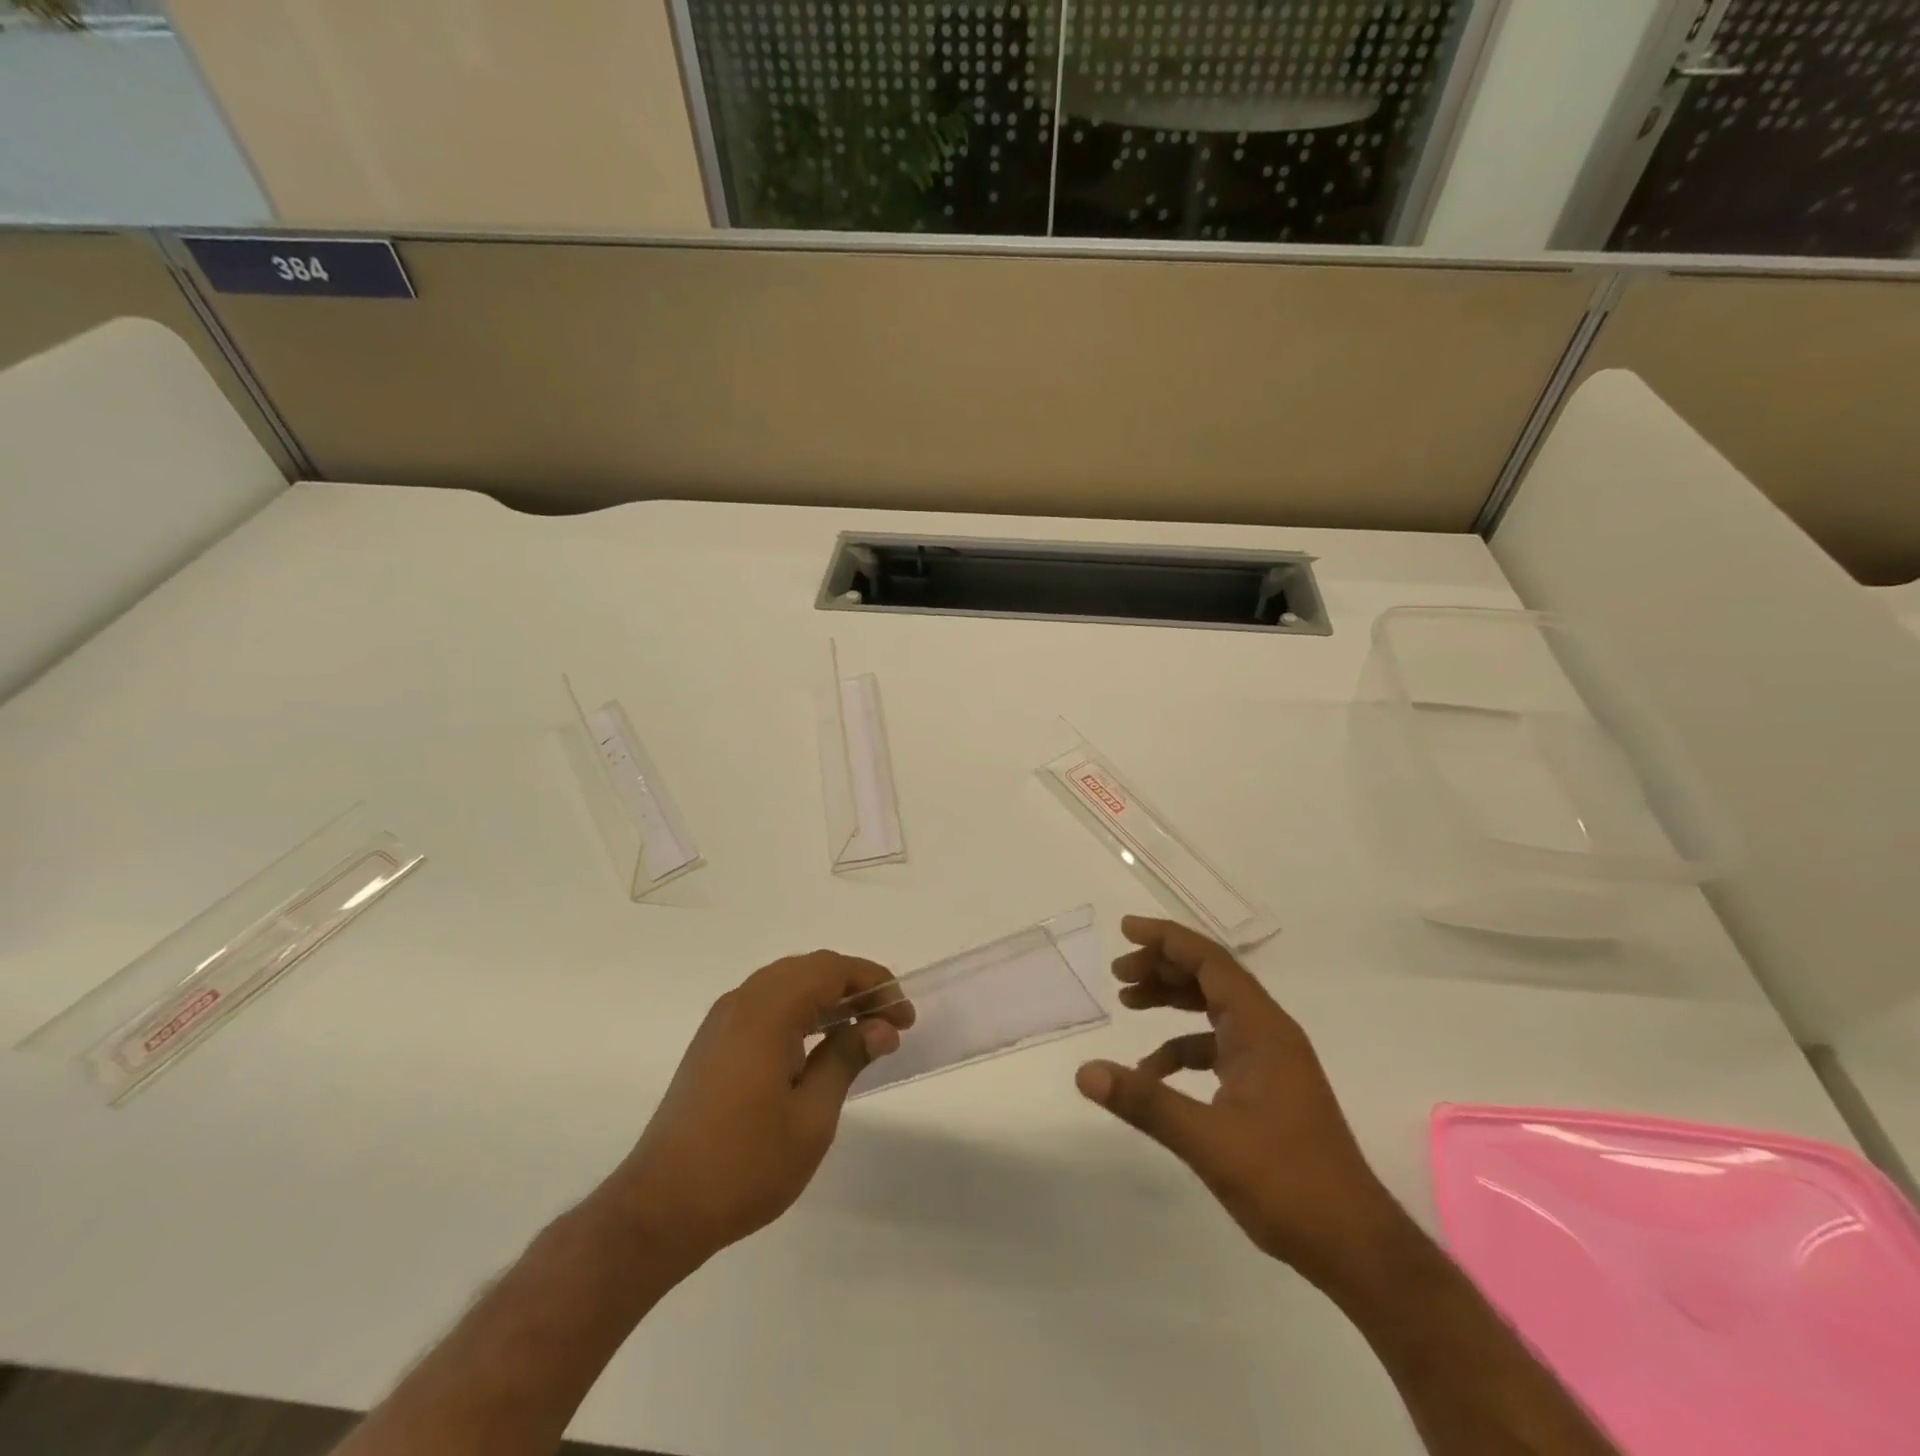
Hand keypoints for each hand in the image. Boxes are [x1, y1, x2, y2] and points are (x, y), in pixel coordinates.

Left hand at [600, 951, 913, 1270]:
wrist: (660, 1208)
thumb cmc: (745, 1164)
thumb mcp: (811, 1116)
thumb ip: (847, 1059)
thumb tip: (880, 1027)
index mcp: (767, 1010)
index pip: (832, 970)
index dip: (874, 984)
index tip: (904, 1015)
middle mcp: (742, 1001)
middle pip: (809, 969)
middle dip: (854, 987)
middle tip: (888, 1021)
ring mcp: (722, 1021)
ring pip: (786, 984)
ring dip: (827, 998)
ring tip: (861, 1030)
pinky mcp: (713, 1043)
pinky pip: (765, 1005)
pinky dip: (800, 1011)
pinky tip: (818, 1044)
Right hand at [1075, 916, 1399, 1288]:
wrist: (1355, 1246)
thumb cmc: (1288, 1184)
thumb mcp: (1208, 1141)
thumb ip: (1145, 1102)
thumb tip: (1085, 1072)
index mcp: (1262, 1029)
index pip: (1211, 961)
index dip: (1167, 939)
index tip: (1125, 930)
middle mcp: (1268, 1032)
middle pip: (1211, 977)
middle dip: (1163, 967)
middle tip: (1118, 975)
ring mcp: (1270, 1059)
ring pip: (1214, 1009)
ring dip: (1172, 1000)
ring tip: (1128, 1003)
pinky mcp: (1266, 1086)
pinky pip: (1217, 1046)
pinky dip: (1182, 1048)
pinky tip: (1153, 1073)